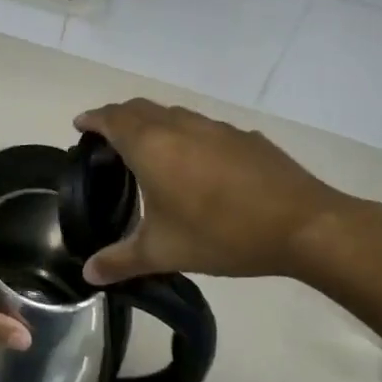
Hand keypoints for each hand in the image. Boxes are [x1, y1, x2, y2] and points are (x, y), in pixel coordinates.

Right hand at [74, 99, 362, 285]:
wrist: (301, 224)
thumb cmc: (221, 233)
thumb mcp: (164, 251)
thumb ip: (121, 260)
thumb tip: (87, 274)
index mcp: (151, 145)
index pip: (111, 118)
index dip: (92, 118)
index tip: (80, 125)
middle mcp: (179, 126)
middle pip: (139, 108)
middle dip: (118, 117)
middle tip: (107, 140)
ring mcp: (215, 127)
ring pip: (172, 114)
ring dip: (152, 123)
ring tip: (147, 151)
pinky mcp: (243, 137)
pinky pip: (202, 127)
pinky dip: (185, 135)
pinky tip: (196, 166)